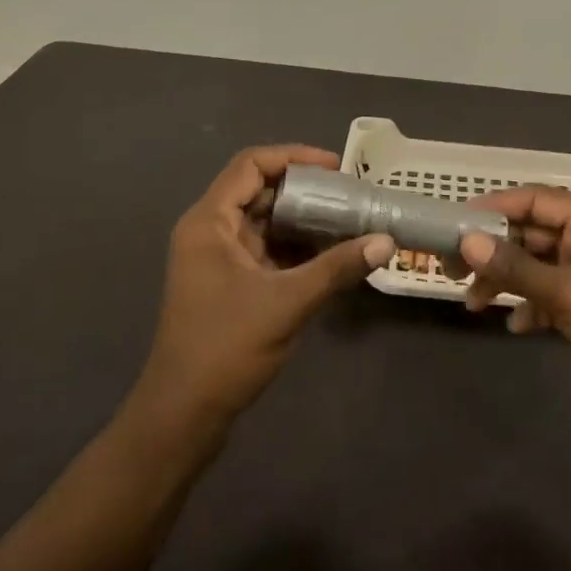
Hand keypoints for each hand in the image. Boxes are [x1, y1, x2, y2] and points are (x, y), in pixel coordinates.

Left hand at [136, 145, 394, 428]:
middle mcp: (209, 232)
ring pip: (264, 223)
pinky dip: (295, 248)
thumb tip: (386, 241)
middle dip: (305, 190)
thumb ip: (337, 268)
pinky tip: (330, 256)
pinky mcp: (227, 284)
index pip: (251, 165)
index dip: (294, 157)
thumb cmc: (226, 348)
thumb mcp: (287, 302)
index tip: (336, 167)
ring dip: (302, 220)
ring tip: (348, 221)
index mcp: (209, 222)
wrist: (183, 413)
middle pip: (259, 191)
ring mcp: (216, 260)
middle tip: (350, 195)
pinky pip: (265, 250)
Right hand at [453, 186, 570, 432]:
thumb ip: (515, 268)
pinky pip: (554, 295)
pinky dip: (533, 306)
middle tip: (454, 268)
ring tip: (474, 304)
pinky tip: (516, 326)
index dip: (495, 207)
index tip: (456, 222)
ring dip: (509, 281)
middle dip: (496, 251)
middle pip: (535, 233)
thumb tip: (468, 241)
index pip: (537, 199)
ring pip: (541, 266)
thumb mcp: (569, 294)